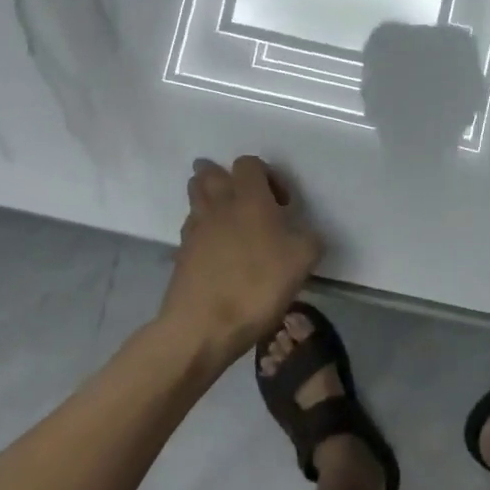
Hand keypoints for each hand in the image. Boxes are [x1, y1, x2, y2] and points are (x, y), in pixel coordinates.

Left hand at [160, 156, 323, 361]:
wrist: (203, 326)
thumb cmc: (257, 285)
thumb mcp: (303, 260)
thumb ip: (309, 238)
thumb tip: (304, 234)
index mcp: (249, 198)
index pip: (249, 163)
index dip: (267, 175)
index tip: (282, 204)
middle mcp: (218, 205)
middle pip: (210, 173)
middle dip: (227, 178)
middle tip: (248, 201)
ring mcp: (195, 229)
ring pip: (196, 197)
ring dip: (211, 199)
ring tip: (232, 221)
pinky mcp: (181, 254)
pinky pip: (191, 228)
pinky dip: (203, 229)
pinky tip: (218, 250)